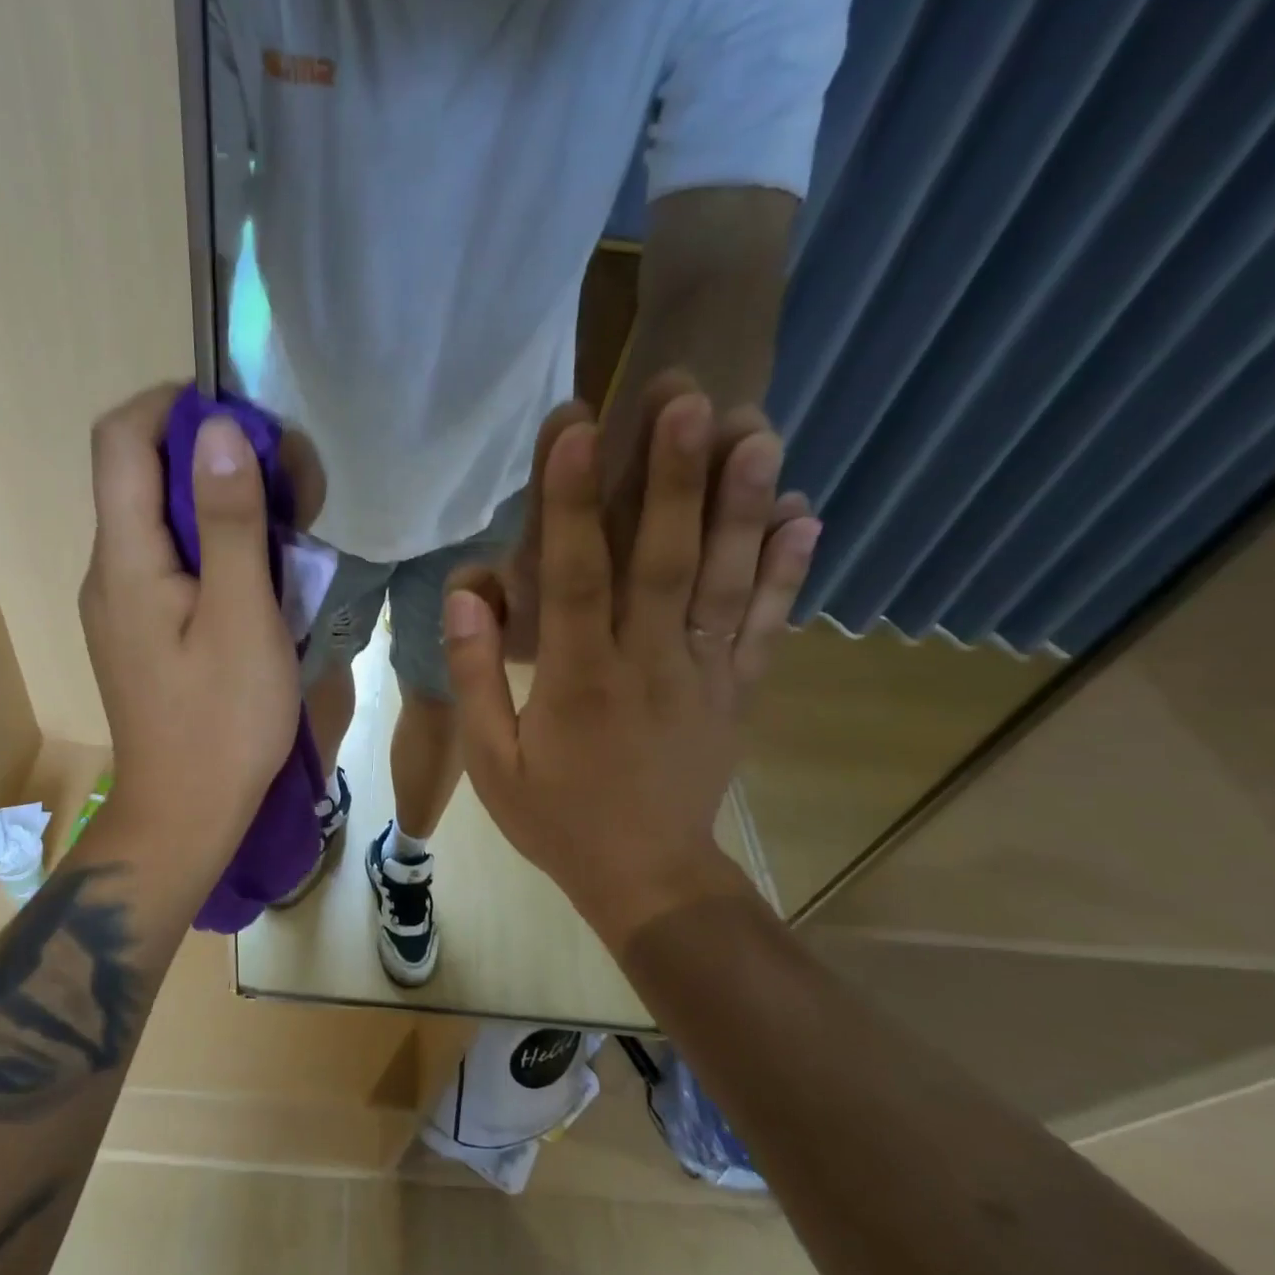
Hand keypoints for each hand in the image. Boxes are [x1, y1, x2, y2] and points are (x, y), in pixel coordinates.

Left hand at [78, 385, 299, 875]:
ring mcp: (122, 602)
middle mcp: (109, 570)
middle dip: (211, 457)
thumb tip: (218, 430)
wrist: (186, 814)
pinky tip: (259, 575)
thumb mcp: (241, 618)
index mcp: (124, 560)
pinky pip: (170, 560)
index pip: (121, 440)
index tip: (244, 421)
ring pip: (160, 518)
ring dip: (218, 503)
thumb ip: (229, 523)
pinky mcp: (142, 628)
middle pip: (141, 474)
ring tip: (285, 529)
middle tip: (285, 484)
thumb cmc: (222, 722)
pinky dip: (213, 545)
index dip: (174, 407)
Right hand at [443, 392, 818, 934]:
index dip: (570, 500)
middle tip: (687, 395)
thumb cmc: (559, 818)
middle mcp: (649, 664)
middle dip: (672, 474)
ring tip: (758, 428)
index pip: (574, 578)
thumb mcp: (493, 761)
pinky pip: (765, 623)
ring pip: (724, 580)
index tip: (574, 427)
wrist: (648, 879)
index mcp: (579, 681)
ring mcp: (704, 675)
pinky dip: (787, 569)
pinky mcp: (738, 690)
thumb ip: (477, 676)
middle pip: (662, 559)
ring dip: (740, 503)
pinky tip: (804, 513)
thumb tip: (469, 593)